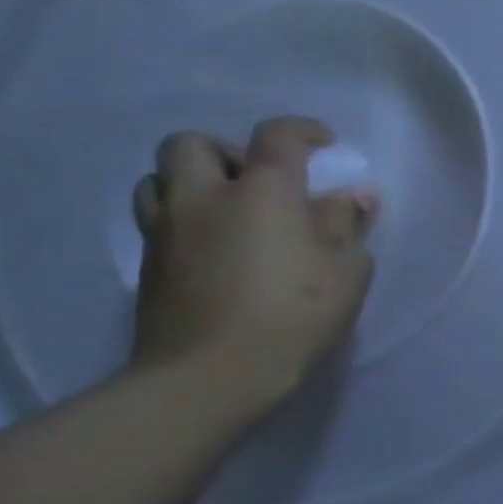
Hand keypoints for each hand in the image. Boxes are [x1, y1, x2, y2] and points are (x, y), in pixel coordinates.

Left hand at [130, 116, 375, 415]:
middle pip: (191, 144)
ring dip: (193, 180)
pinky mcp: (149, 265)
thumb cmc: (296, 312)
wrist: (211, 373)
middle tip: (262, 178)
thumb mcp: (347, 268)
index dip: (302, 130)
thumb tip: (353, 195)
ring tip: (231, 208)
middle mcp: (204, 199)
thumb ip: (347, 223)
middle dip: (228, 150)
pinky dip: (185, 216)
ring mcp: (167, 232)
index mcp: (262, 193)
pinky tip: (217, 245)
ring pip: (158, 178)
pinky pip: (158, 218)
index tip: (324, 141)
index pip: (276, 137)